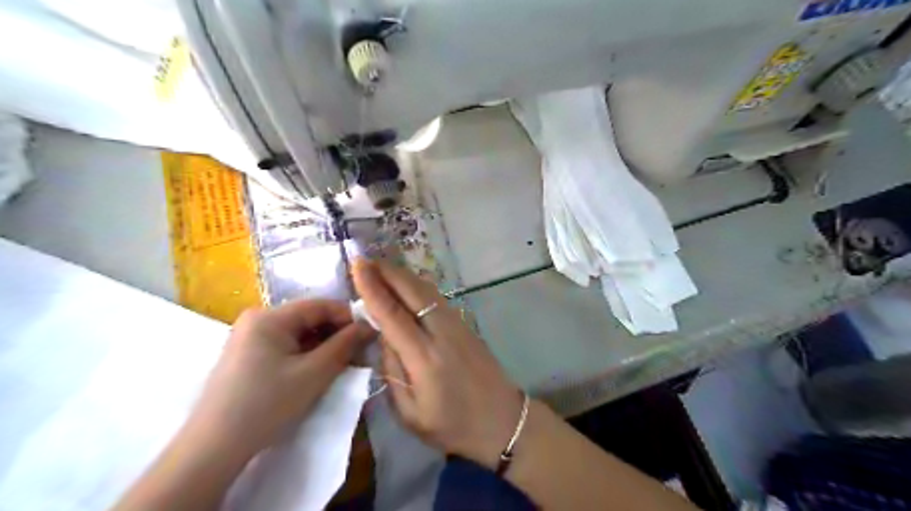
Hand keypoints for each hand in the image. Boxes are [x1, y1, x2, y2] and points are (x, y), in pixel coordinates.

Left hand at [187, 297, 371, 456]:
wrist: (213, 448)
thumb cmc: (267, 404)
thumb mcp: (314, 373)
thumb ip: (345, 345)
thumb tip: (370, 326)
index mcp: (269, 317)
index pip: (320, 305)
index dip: (348, 317)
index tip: (369, 334)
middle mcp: (257, 319)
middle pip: (308, 318)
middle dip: (336, 334)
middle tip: (359, 353)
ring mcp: (248, 337)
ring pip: (298, 333)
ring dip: (323, 346)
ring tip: (342, 364)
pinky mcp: (246, 355)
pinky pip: (285, 345)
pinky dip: (305, 355)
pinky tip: (317, 371)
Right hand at [351, 258, 522, 469]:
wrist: (502, 420)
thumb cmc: (452, 425)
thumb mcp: (410, 414)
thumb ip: (392, 372)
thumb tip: (384, 336)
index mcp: (424, 358)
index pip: (392, 314)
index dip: (372, 288)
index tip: (357, 266)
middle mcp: (442, 333)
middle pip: (412, 290)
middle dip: (386, 271)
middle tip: (364, 260)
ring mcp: (457, 324)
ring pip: (426, 289)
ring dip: (402, 275)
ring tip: (380, 269)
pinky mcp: (466, 323)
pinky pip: (436, 296)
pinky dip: (417, 285)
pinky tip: (406, 286)